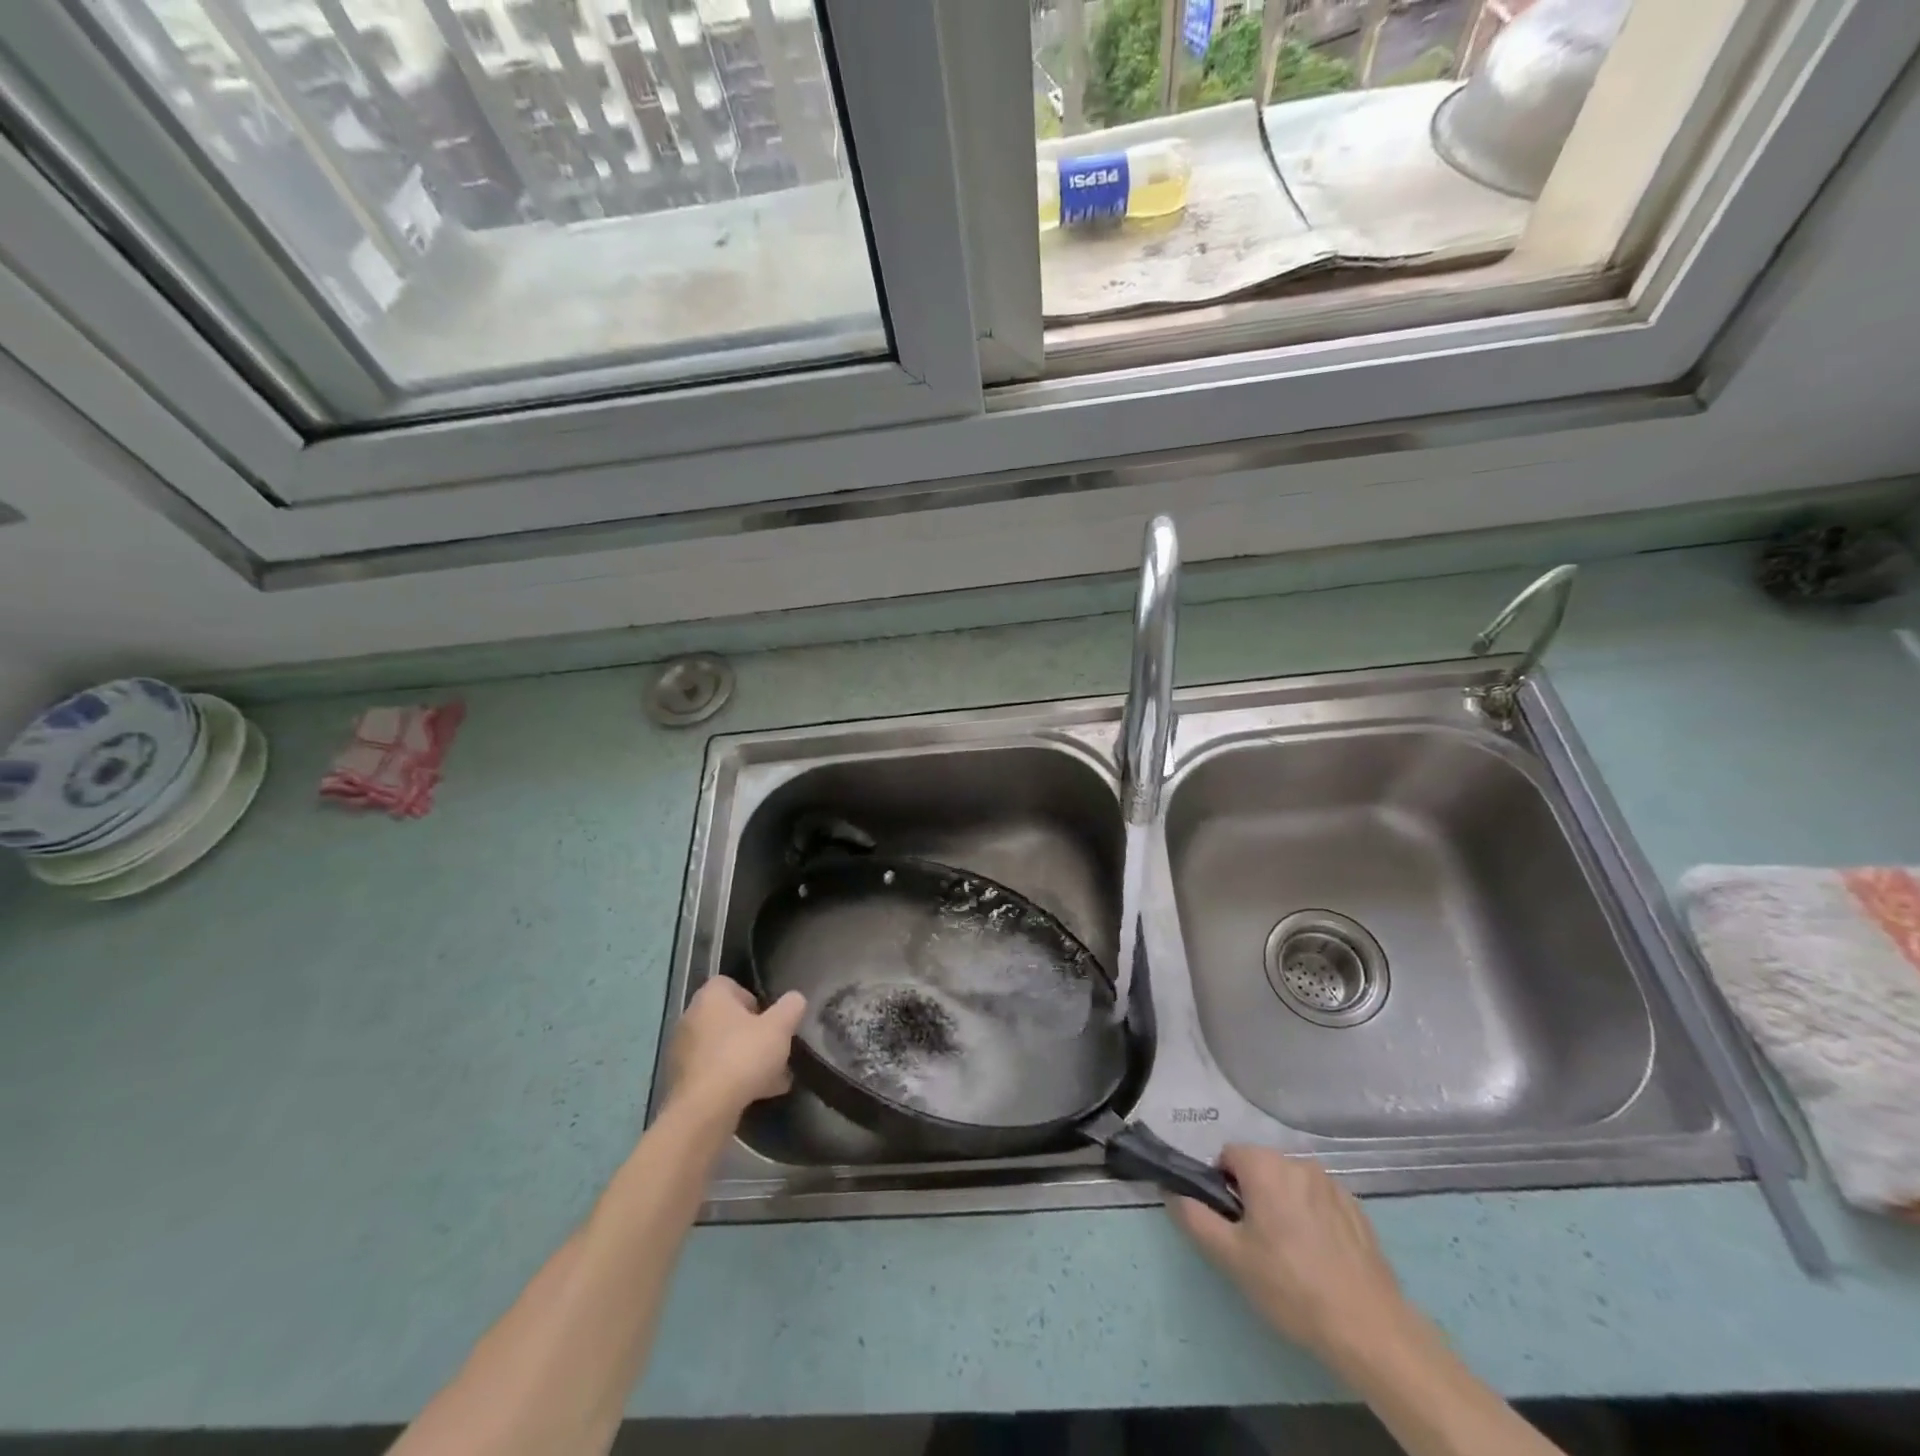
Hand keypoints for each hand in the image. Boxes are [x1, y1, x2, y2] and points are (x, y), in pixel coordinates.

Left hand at [663, 979, 805, 1122]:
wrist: (705, 1110)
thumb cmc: (743, 1056)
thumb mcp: (779, 1027)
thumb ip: (790, 1008)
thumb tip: (795, 999)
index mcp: (710, 998)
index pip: (729, 985)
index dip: (752, 998)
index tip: (769, 1018)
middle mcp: (691, 1019)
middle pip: (727, 1019)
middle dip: (753, 1034)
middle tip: (774, 1049)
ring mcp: (683, 1053)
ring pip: (723, 1049)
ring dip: (746, 1059)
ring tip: (775, 1079)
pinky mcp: (682, 1083)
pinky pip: (714, 1073)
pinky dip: (734, 1080)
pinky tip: (758, 1095)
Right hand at [1169, 1145, 1409, 1367]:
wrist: (1369, 1328)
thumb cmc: (1290, 1286)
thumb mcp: (1231, 1257)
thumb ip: (1195, 1217)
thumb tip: (1172, 1192)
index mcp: (1265, 1166)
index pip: (1227, 1155)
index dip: (1220, 1185)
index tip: (1229, 1222)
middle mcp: (1297, 1162)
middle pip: (1260, 1167)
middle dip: (1251, 1194)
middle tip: (1255, 1242)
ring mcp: (1332, 1184)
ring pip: (1290, 1184)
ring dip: (1282, 1205)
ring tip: (1290, 1254)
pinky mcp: (1357, 1208)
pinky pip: (1319, 1201)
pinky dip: (1312, 1218)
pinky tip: (1319, 1258)